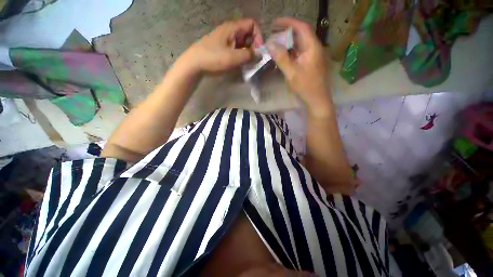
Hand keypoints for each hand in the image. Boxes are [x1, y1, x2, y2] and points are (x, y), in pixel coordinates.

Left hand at [183, 19, 263, 73]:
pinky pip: (235, 49)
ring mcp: (225, 40)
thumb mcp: (233, 57)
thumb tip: (259, 55)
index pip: (251, 24)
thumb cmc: (213, 58)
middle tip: (254, 59)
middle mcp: (230, 31)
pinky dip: (240, 56)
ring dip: (247, 53)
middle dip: (253, 46)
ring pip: (242, 43)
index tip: (259, 50)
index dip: (258, 35)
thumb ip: (248, 55)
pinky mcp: (222, 48)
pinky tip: (239, 64)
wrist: (194, 63)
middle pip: (247, 34)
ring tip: (247, 63)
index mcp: (232, 28)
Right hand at [267, 17, 331, 117]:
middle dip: (286, 32)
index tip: (275, 22)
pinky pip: (298, 54)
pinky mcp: (309, 65)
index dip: (288, 22)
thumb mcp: (292, 73)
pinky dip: (289, 53)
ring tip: (275, 44)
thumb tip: (270, 44)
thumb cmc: (305, 87)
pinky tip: (282, 56)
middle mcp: (313, 49)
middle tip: (273, 34)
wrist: (316, 101)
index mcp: (312, 47)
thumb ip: (281, 58)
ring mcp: (311, 57)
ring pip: (299, 45)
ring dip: (287, 43)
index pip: (301, 27)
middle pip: (300, 35)